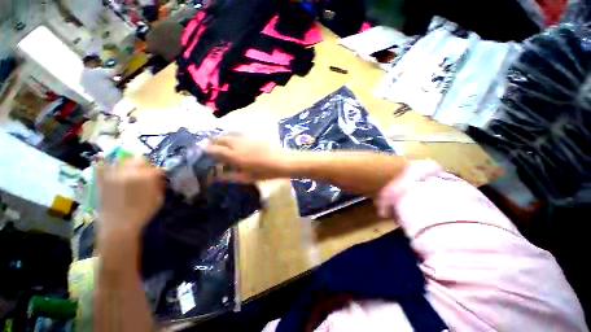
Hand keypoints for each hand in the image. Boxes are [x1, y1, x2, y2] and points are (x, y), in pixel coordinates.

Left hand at [97, 157, 164, 239]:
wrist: (119, 225)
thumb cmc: (143, 212)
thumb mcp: (158, 198)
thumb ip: (159, 184)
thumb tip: (159, 177)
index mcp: (147, 176)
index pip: (156, 168)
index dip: (158, 173)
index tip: (158, 178)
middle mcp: (130, 171)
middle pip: (138, 159)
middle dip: (144, 165)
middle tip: (144, 175)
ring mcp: (114, 174)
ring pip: (122, 161)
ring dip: (128, 166)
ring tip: (129, 175)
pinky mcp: (102, 179)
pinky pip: (103, 166)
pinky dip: (107, 166)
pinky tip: (113, 171)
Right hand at [206, 135, 290, 181]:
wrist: (282, 162)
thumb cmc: (265, 172)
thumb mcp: (247, 178)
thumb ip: (230, 176)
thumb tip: (217, 176)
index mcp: (235, 156)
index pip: (215, 150)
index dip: (208, 150)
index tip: (205, 151)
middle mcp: (238, 144)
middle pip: (221, 139)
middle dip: (214, 141)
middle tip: (212, 145)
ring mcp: (247, 139)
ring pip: (230, 135)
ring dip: (224, 138)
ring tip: (223, 142)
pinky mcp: (255, 136)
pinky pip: (240, 134)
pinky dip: (234, 137)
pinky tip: (237, 141)